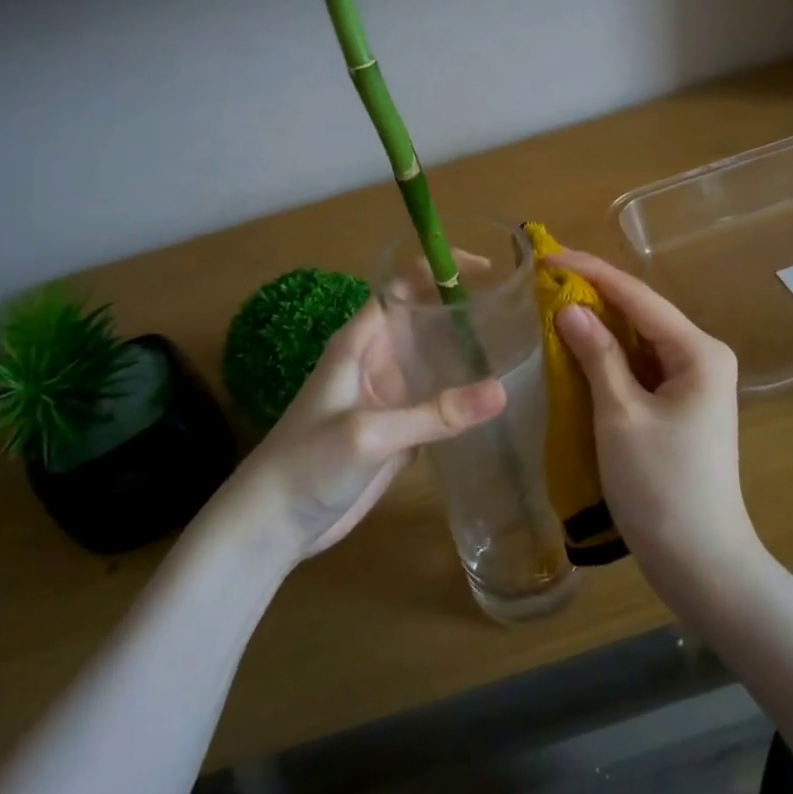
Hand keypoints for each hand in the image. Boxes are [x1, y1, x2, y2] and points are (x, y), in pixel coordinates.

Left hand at [233, 297, 505, 558]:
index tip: (486, 270)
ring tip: (517, 345)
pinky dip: (462, 395)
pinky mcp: (397, 430)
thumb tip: (502, 391)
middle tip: (514, 309)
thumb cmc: (309, 463)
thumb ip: (435, 414)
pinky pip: (435, 401)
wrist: (274, 524)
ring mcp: (387, 396)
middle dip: (462, 308)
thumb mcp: (370, 434)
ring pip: (433, 360)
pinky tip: (494, 398)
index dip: (439, 270)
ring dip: (466, 352)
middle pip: (423, 319)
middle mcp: (376, 360)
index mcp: (360, 342)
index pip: (402, 285)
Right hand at [551, 252, 756, 578]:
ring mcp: (693, 383)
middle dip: (593, 295)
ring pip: (638, 340)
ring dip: (598, 325)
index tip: (547, 255)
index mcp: (698, 351)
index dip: (590, 272)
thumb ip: (597, 356)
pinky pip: (640, 367)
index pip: (637, 296)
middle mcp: (702, 357)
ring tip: (551, 306)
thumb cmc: (661, 486)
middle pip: (641, 313)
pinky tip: (576, 351)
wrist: (700, 561)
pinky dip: (608, 357)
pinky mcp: (680, 406)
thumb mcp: (621, 415)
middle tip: (542, 280)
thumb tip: (568, 309)